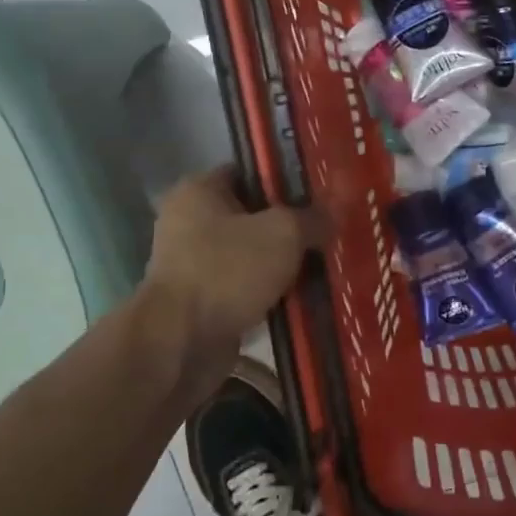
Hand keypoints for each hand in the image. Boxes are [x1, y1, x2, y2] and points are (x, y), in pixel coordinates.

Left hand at [143, 166, 326, 358]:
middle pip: (255, 215)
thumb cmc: (227, 270)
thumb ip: (312, 218)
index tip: (323, 194)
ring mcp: (195, 265)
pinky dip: (273, 293)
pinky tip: (307, 297)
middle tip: (331, 231)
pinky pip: (248, 288)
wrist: (182, 343)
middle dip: (293, 226)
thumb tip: (333, 215)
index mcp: (199, 191)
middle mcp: (191, 222)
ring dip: (285, 264)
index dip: (288, 179)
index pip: (251, 172)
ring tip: (327, 265)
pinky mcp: (204, 301)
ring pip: (254, 255)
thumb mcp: (283, 233)